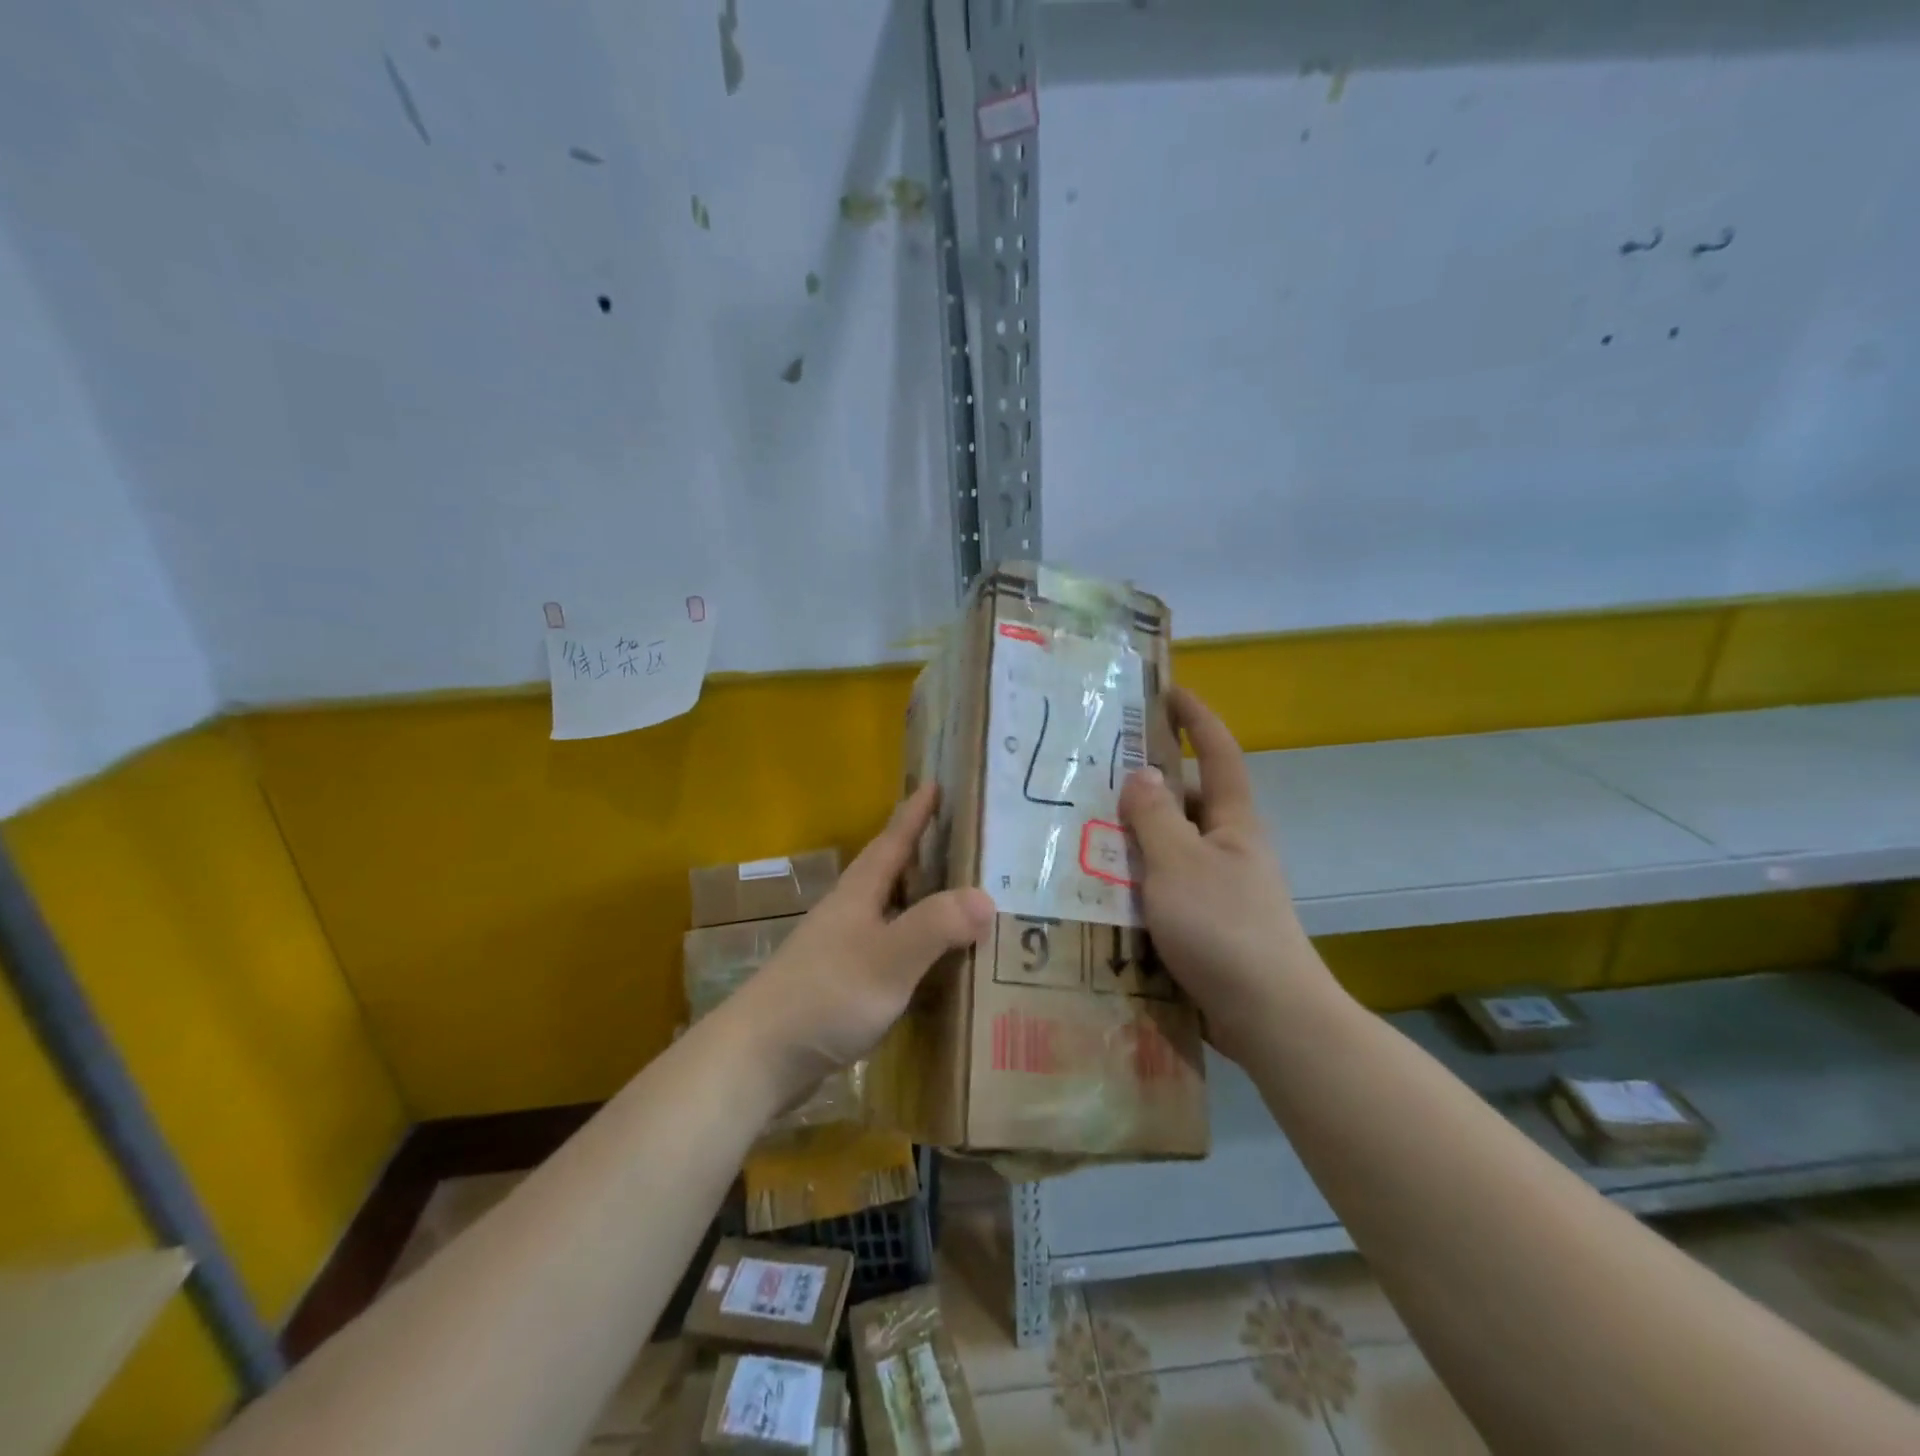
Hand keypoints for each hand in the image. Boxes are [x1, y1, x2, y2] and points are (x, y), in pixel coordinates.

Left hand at [731, 782, 994, 1097]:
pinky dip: (915, 944)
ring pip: (890, 910)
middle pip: (891, 871)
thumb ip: (936, 925)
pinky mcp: (842, 983)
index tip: (934, 783)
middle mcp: (849, 912)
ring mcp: (842, 948)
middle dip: (923, 853)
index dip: (914, 813)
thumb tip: (987, 897)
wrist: (760, 1056)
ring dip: (922, 900)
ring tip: (959, 897)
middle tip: (963, 841)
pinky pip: (889, 948)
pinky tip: (933, 961)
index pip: (893, 841)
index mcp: (859, 893)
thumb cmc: (826, 995)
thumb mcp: (889, 958)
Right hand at [1119, 687, 1333, 1062]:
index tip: (1167, 691)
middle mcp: (1229, 846)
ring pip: (1170, 845)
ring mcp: (1218, 886)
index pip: (1217, 752)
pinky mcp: (1205, 923)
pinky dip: (1137, 878)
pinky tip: (1100, 887)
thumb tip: (1141, 774)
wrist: (1269, 1016)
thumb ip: (1155, 816)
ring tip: (1081, 829)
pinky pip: (1164, 885)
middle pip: (1186, 799)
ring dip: (1134, 835)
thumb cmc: (1224, 927)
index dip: (1195, 717)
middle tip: (1092, 773)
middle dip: (1146, 782)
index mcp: (1233, 821)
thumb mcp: (1180, 863)